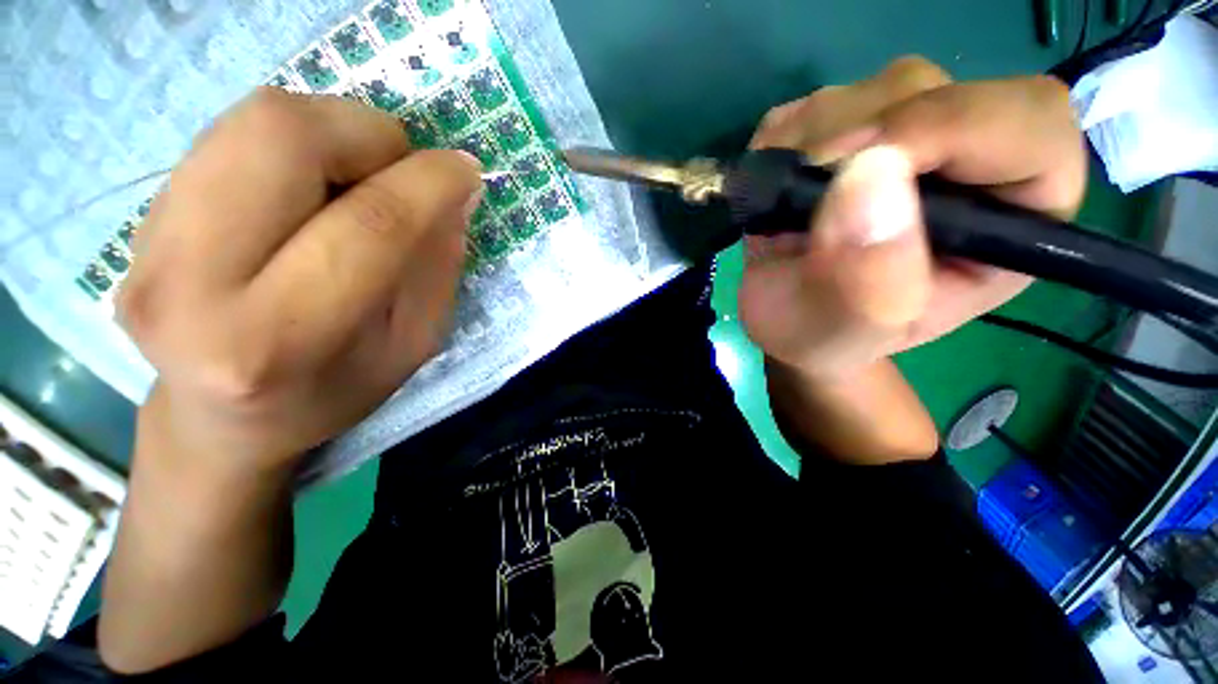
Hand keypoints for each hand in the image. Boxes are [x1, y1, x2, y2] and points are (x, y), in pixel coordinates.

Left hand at [118, 88, 482, 473]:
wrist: (219, 419)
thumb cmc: (332, 392)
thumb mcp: (412, 346)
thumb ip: (436, 267)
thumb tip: (455, 193)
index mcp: (276, 340)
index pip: (369, 227)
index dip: (431, 185)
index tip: (467, 173)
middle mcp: (189, 281)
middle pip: (282, 135)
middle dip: (369, 135)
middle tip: (399, 173)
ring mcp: (147, 242)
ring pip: (254, 119)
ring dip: (333, 132)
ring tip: (356, 181)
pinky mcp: (138, 216)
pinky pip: (231, 135)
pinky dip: (294, 145)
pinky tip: (309, 190)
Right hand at [740, 57, 1085, 376]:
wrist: (788, 322)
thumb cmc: (826, 337)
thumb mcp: (848, 331)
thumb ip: (869, 278)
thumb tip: (868, 177)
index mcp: (1008, 217)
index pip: (1026, 124)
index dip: (953, 126)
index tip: (859, 169)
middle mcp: (967, 161)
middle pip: (934, 91)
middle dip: (853, 142)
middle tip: (799, 200)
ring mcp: (903, 137)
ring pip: (868, 92)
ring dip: (806, 149)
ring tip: (782, 215)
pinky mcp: (846, 130)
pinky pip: (812, 107)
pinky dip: (779, 145)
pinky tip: (775, 194)